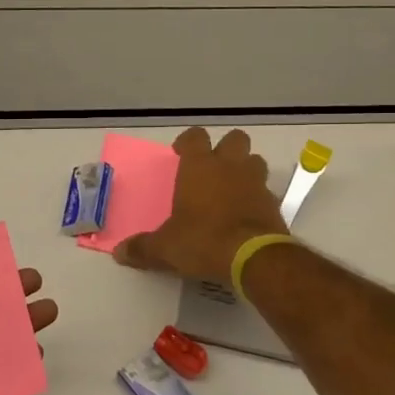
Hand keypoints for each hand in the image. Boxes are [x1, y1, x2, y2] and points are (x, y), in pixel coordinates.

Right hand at [114, 127, 288, 283]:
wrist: (253, 257)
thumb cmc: (203, 240)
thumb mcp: (165, 248)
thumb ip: (143, 248)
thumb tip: (120, 253)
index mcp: (200, 167)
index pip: (195, 136)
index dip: (188, 142)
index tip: (180, 154)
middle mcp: (230, 167)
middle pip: (235, 139)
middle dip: (225, 149)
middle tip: (212, 168)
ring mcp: (256, 183)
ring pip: (255, 161)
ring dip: (245, 170)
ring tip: (232, 189)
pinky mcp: (274, 204)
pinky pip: (266, 191)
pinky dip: (257, 198)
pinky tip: (246, 216)